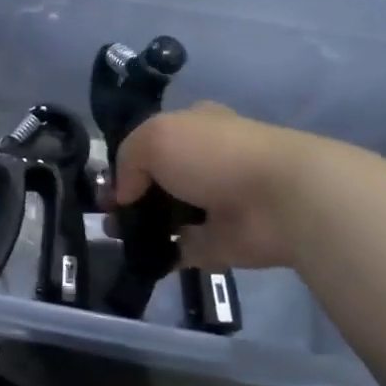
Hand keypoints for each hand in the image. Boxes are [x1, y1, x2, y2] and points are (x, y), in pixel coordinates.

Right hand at [114, 103, 345, 270]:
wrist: (280, 200)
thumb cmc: (215, 155)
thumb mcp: (155, 136)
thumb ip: (127, 159)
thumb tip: (123, 194)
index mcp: (194, 129)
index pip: (153, 142)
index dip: (126, 160)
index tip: (105, 182)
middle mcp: (205, 164)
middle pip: (156, 181)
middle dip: (128, 196)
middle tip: (105, 213)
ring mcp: (213, 206)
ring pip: (165, 216)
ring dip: (138, 227)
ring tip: (114, 236)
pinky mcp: (218, 243)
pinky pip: (180, 250)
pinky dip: (159, 255)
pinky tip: (136, 256)